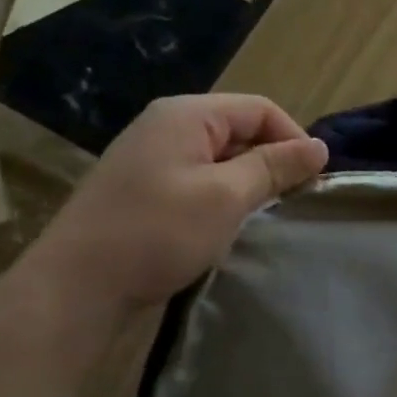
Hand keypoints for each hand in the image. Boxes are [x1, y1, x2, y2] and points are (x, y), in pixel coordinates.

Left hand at [24, 94, 326, 320]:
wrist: (77, 287)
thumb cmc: (158, 232)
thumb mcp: (226, 196)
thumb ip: (274, 167)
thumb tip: (319, 147)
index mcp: (186, 114)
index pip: (259, 109)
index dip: (294, 139)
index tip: (314, 181)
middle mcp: (167, 126)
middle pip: (239, 130)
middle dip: (272, 161)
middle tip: (293, 202)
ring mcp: (152, 159)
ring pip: (221, 159)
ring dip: (248, 183)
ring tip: (265, 217)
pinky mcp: (145, 191)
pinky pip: (199, 181)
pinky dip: (222, 198)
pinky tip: (228, 227)